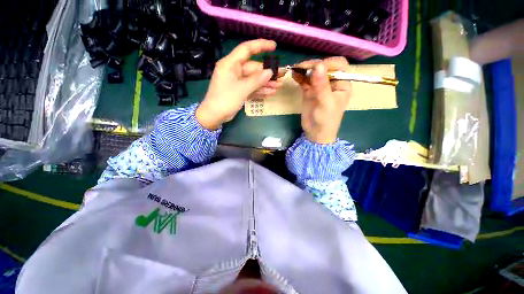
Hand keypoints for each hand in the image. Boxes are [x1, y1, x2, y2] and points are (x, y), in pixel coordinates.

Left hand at [196, 39, 280, 129]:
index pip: (246, 49)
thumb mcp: (241, 89)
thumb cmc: (225, 100)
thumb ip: (256, 80)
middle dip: (267, 73)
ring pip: (254, 79)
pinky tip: (271, 92)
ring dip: (265, 83)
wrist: (214, 116)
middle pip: (253, 68)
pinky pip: (251, 88)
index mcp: (230, 64)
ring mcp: (237, 82)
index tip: (274, 47)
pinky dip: (260, 90)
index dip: (261, 46)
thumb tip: (269, 72)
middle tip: (280, 77)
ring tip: (278, 86)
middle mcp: (234, 71)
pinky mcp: (239, 91)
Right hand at [292, 57, 351, 143]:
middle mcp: (331, 83)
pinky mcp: (309, 91)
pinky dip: (299, 77)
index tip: (314, 68)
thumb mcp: (326, 103)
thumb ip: (322, 85)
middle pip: (323, 67)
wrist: (315, 134)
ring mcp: (319, 87)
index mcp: (342, 84)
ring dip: (304, 70)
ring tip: (295, 70)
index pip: (338, 65)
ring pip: (312, 73)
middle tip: (301, 68)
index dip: (327, 63)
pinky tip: (294, 75)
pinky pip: (304, 81)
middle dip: (313, 65)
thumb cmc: (326, 120)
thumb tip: (318, 65)